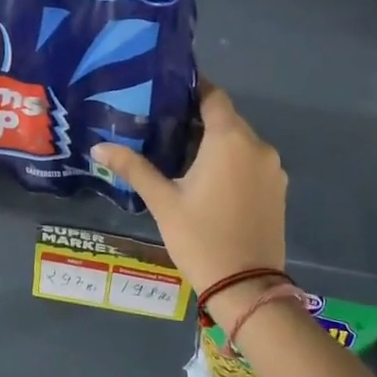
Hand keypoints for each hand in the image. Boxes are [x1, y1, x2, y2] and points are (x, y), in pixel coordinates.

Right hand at [92, 81, 286, 292]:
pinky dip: (232, 162)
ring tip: (182, 154)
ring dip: (216, 143)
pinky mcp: (278, 190)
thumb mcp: (163, 202)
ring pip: (241, 142)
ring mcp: (272, 169)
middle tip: (164, 126)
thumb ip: (134, 168)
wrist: (246, 287)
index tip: (168, 91)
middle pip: (227, 119)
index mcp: (230, 140)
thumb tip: (99, 147)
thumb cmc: (200, 238)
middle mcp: (258, 146)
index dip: (193, 89)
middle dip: (199, 119)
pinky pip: (252, 163)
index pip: (214, 97)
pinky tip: (208, 180)